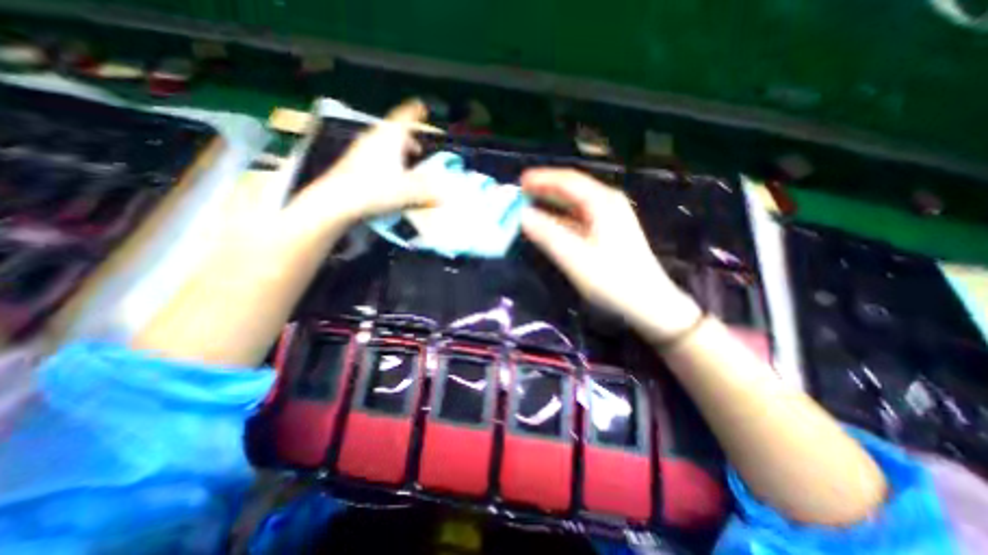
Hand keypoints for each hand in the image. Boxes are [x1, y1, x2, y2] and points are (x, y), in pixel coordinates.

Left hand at [286, 100, 438, 233]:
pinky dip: (384, 159)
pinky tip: (387, 175)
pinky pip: (373, 153)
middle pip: (393, 131)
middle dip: (407, 139)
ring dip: (396, 150)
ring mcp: (361, 148)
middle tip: (417, 150)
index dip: (414, 112)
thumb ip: (427, 192)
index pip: (404, 117)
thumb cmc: (376, 189)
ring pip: (382, 142)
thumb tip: (443, 196)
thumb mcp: (408, 192)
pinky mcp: (352, 161)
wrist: (338, 199)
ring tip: (404, 164)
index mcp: (390, 138)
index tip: (421, 107)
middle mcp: (375, 138)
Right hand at [520, 166, 697, 339]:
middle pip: (572, 188)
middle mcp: (607, 203)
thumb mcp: (575, 257)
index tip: (520, 181)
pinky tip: (548, 223)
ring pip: (575, 203)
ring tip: (530, 204)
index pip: (568, 181)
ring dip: (552, 202)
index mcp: (602, 202)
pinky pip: (579, 217)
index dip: (542, 178)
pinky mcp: (607, 232)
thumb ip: (546, 234)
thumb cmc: (612, 280)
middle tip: (520, 193)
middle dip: (545, 188)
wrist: (648, 304)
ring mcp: (609, 217)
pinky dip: (561, 217)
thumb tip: (522, 215)